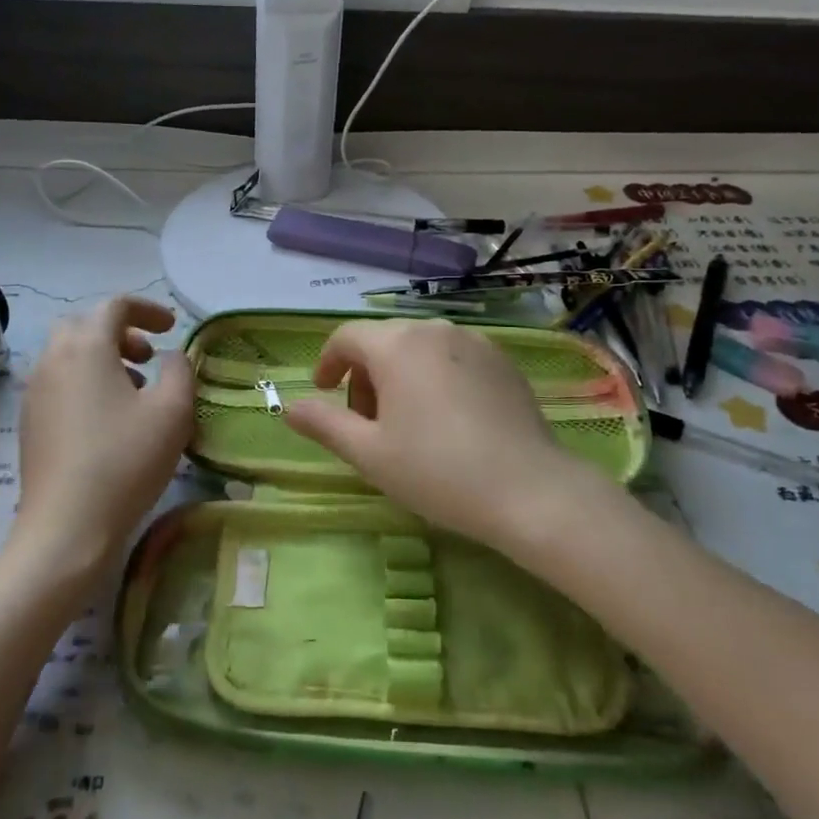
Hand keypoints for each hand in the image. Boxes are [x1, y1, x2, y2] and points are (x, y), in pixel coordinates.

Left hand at [13, 296, 194, 574]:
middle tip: (148, 357)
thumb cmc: (125, 461)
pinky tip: (109, 420)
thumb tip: (171, 356)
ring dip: (103, 359)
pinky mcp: (30, 423)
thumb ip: (180, 370)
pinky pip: (59, 383)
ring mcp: (35, 392)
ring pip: (69, 355)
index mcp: (86, 347)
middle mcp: (53, 360)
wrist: (67, 527)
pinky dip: (86, 383)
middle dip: (120, 332)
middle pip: (84, 326)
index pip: (115, 306)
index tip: (171, 328)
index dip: (147, 309)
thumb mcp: (172, 411)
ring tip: (135, 390)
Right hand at [282, 318, 610, 556]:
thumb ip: (324, 424)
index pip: (346, 337)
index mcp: (396, 345)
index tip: (325, 393)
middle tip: (368, 424)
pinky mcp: (503, 360)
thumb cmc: (436, 471)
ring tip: (408, 424)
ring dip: (400, 377)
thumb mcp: (368, 454)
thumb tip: (289, 406)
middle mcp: (434, 329)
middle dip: (365, 376)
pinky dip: (436, 378)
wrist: (529, 489)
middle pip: (383, 342)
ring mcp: (474, 342)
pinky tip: (449, 420)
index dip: (328, 363)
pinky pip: (453, 358)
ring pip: (420, 349)